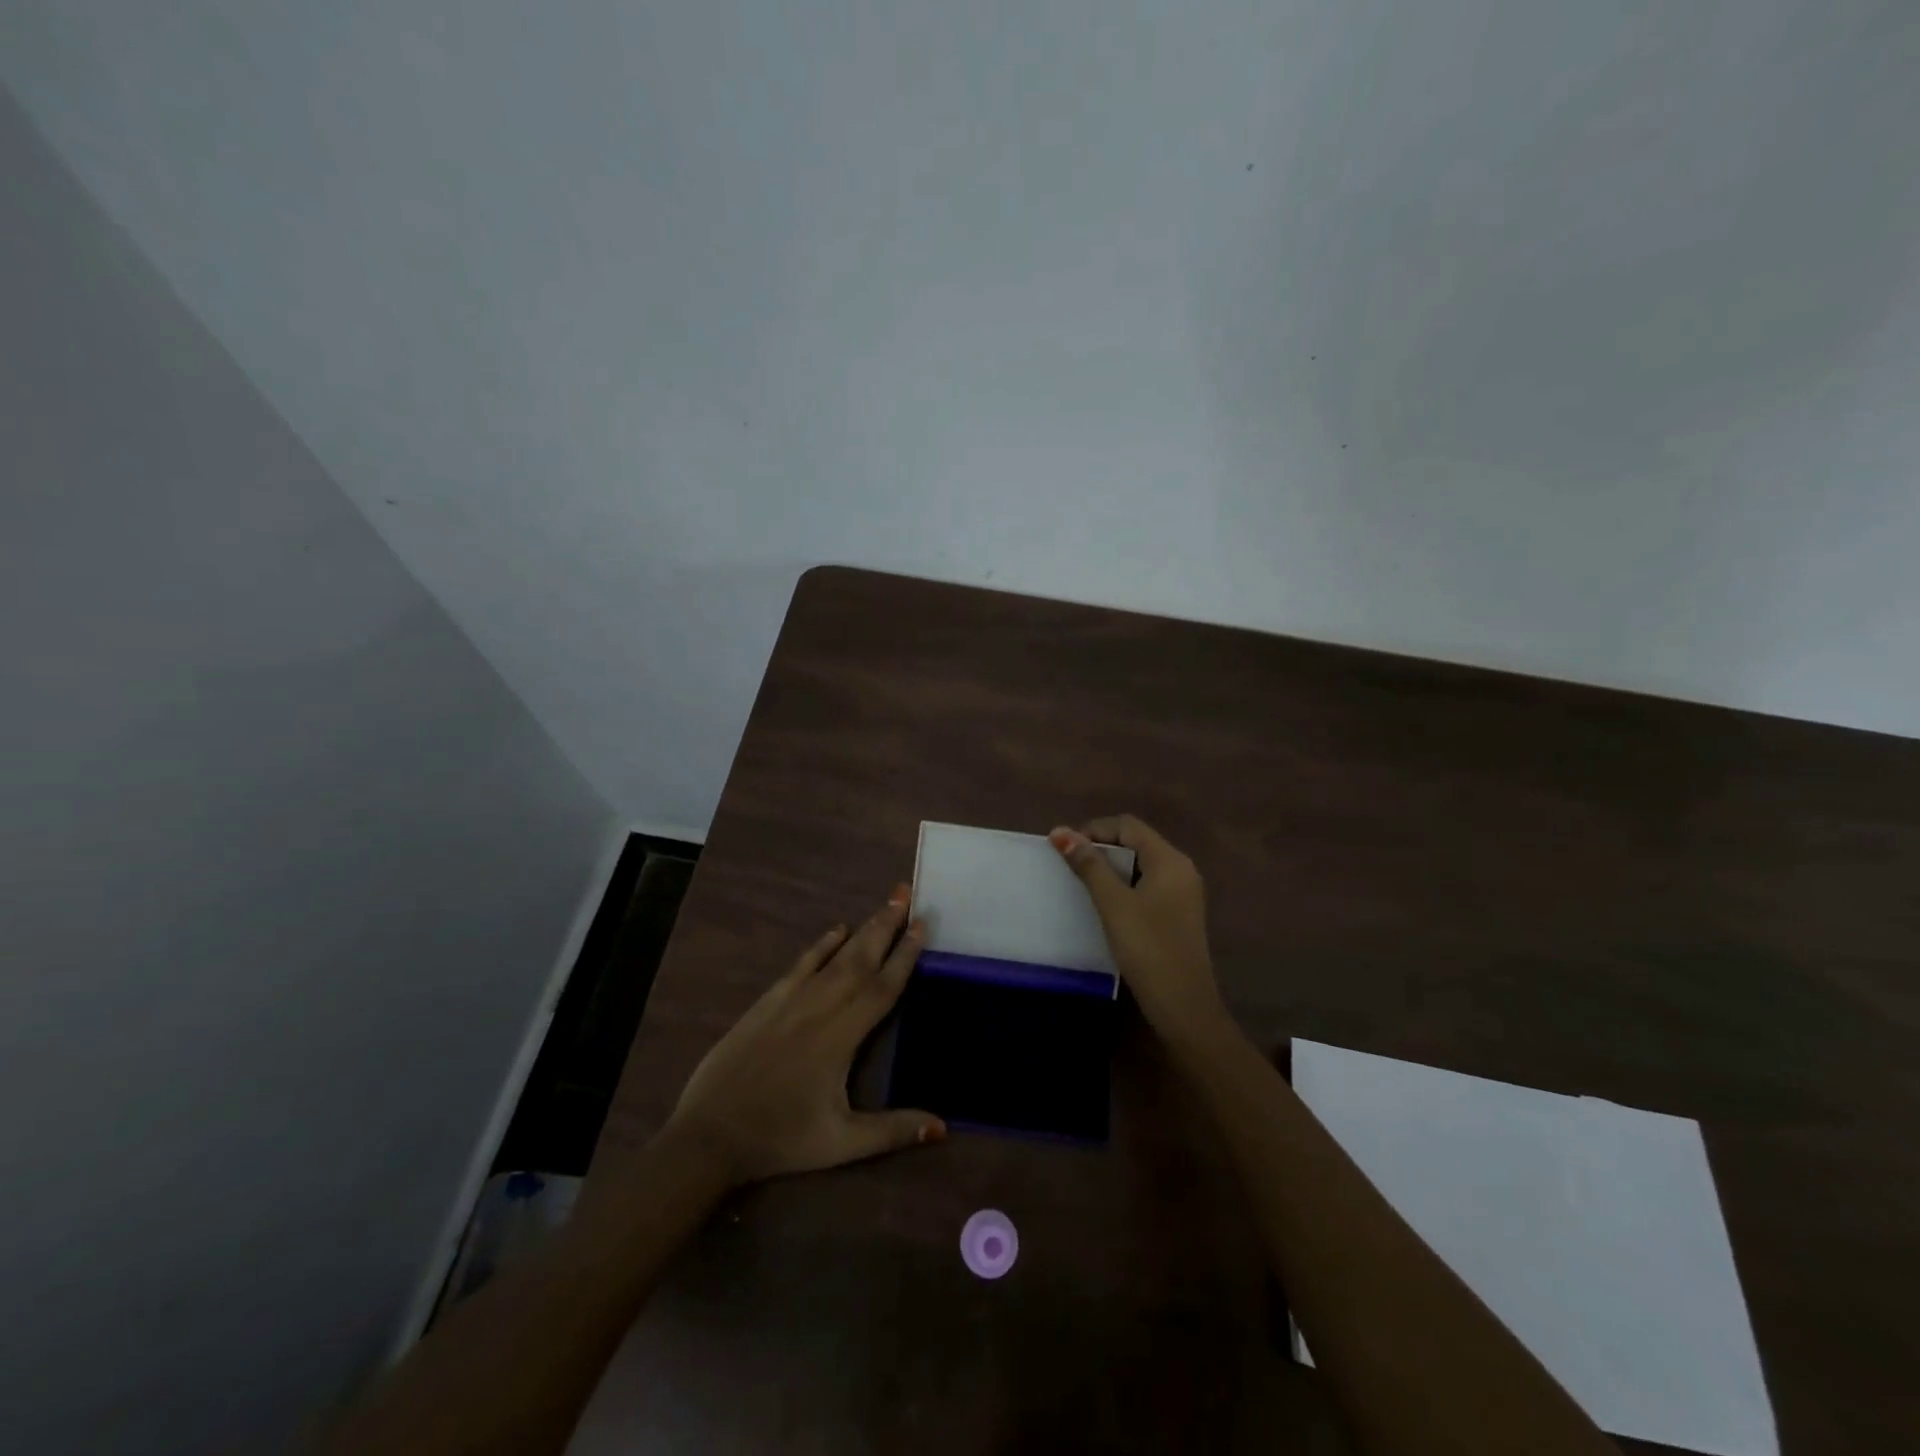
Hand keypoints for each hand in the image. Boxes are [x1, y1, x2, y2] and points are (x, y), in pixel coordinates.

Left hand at [664, 887, 945, 1185]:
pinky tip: (837, 928)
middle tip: (906, 893)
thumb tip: (943, 1126)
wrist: (710, 1134)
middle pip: (861, 959)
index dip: (905, 955)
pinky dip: (822, 944)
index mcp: (842, 1037)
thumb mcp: (841, 1143)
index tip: (922, 924)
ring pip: (836, 957)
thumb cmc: (781, 1139)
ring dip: (863, 929)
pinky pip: (802, 964)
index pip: (882, 988)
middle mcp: (820, 1008)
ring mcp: (791, 1000)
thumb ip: (892, 1130)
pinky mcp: (768, 1002)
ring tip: (885, 903)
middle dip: (886, 925)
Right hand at [1050, 815, 1226, 1042]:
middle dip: (1100, 847)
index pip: (1127, 826)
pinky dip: (1123, 885)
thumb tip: (1060, 831)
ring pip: (1140, 864)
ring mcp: (1182, 893)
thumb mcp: (1113, 904)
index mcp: (1170, 860)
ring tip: (1081, 882)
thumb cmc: (1148, 948)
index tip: (1065, 849)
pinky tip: (1104, 903)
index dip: (1094, 830)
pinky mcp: (1177, 913)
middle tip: (1069, 865)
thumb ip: (1088, 865)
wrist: (1183, 1006)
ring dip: (1110, 868)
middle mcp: (1180, 869)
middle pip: (1135, 842)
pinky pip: (1146, 884)